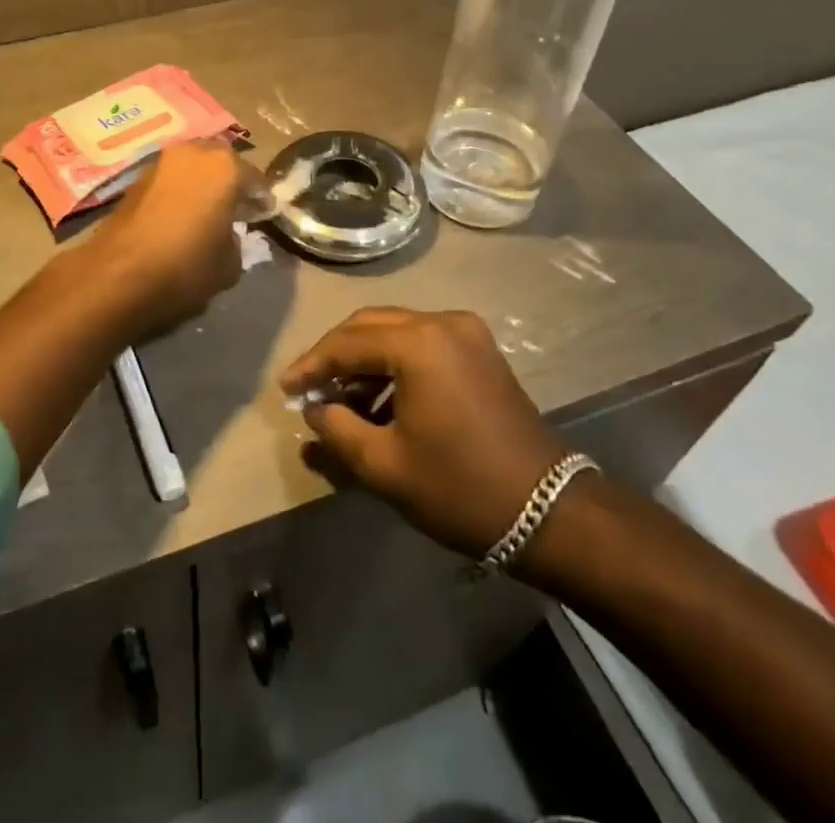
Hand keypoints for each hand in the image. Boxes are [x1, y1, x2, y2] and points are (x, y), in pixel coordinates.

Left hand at [91, 139, 256, 331]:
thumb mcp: (229, 265)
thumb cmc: (185, 266)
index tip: (265, 214)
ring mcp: (161, 162)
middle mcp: (193, 153)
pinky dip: (180, 191)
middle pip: (221, 163)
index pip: (254, 179)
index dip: (261, 199)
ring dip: (203, 184)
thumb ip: (236, 241)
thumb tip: (226, 234)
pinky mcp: (136, 178)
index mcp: (224, 167)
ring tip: (208, 212)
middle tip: (237, 207)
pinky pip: (171, 179)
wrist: (118, 274)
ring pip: (192, 167)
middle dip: (230, 182)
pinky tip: (182, 216)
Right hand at [280, 308, 574, 566]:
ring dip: (364, 360)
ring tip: (340, 400)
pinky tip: (379, 399)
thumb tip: (314, 409)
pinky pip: (422, 343)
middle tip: (308, 388)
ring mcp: (466, 332)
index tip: (284, 388)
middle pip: (369, 326)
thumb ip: (336, 430)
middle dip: (335, 355)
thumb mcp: (385, 466)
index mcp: (418, 343)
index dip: (311, 365)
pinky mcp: (480, 349)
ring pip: (395, 332)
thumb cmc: (460, 488)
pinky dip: (394, 363)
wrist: (551, 512)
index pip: (346, 343)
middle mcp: (442, 322)